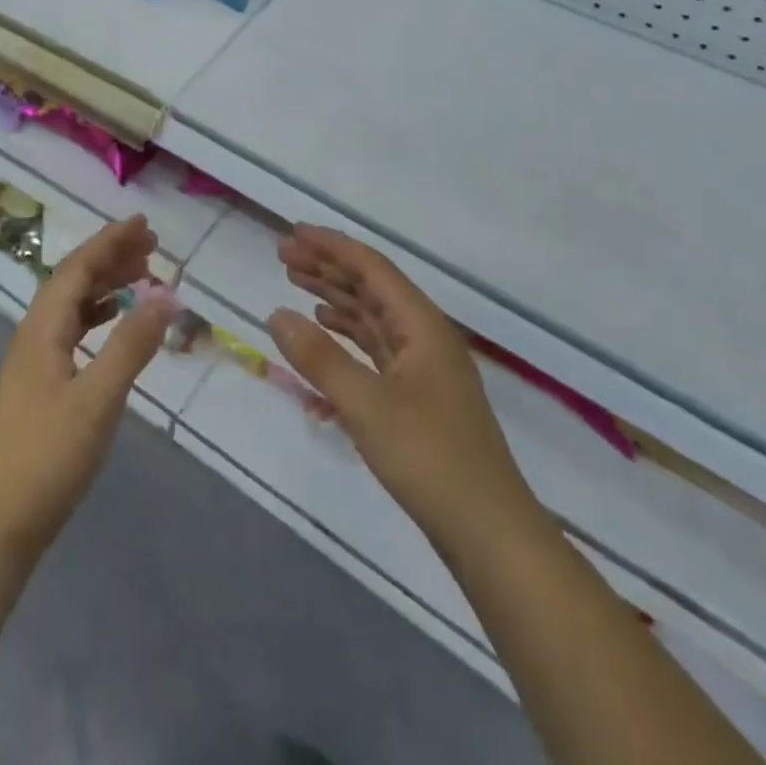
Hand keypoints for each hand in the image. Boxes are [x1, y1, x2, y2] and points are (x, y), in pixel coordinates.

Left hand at [0, 215, 171, 567]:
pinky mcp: (40, 387)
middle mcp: (34, 336)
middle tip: (152, 246)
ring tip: (142, 277)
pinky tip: (114, 324)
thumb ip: (132, 344)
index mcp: (42, 329)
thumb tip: (166, 295)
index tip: (145, 224)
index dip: (110, 242)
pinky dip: (98, 316)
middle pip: (73, 281)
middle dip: (111, 258)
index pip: (77, 268)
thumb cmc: (48, 456)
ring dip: (106, 285)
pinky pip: (72, 331)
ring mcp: (34, 362)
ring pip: (72, 306)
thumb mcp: (98, 398)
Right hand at [271, 226, 545, 560]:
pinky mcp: (417, 396)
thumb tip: (276, 314)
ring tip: (296, 284)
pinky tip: (326, 331)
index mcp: (422, 325)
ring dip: (336, 297)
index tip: (293, 233)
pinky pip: (376, 348)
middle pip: (371, 287)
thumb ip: (319, 358)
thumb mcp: (366, 405)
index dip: (331, 247)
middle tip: (283, 255)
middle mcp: (425, 336)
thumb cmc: (429, 458)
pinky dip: (348, 334)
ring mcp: (423, 367)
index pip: (372, 268)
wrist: (489, 532)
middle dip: (328, 268)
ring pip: (373, 317)